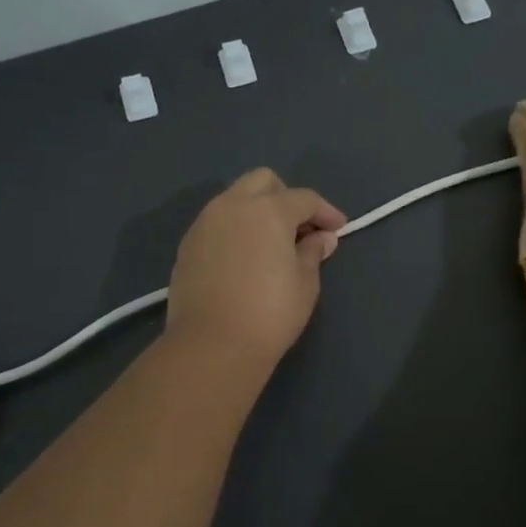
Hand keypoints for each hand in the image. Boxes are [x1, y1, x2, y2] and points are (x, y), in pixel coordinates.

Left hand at [165, 169, 346, 368]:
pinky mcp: (187, 245)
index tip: (337, 229)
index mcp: (268, 210)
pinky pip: (216, 223)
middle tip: (299, 228)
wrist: (212, 345)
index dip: (326, 212)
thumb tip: (321, 238)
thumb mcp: (305, 283)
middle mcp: (233, 206)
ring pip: (235, 199)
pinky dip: (235, 229)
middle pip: (263, 181)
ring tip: (270, 243)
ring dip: (257, 210)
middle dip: (286, 197)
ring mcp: (205, 223)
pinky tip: (244, 257)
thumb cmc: (270, 313)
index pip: (304, 198)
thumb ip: (312, 252)